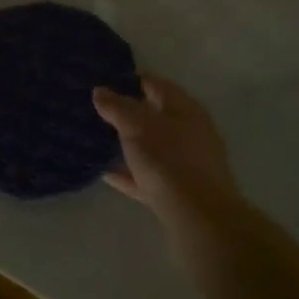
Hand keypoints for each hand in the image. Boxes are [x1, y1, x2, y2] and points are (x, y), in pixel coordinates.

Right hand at [92, 74, 243, 231]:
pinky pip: (149, 176)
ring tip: (99, 140)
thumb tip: (100, 90)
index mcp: (185, 109)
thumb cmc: (169, 160)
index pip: (157, 84)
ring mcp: (187, 164)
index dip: (132, 78)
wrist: (200, 219)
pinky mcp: (180, 193)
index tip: (107, 79)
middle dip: (129, 113)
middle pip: (156, 116)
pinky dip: (130, 173)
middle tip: (98, 110)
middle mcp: (191, 132)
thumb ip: (117, 107)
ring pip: (153, 147)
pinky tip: (106, 173)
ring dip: (129, 144)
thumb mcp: (137, 126)